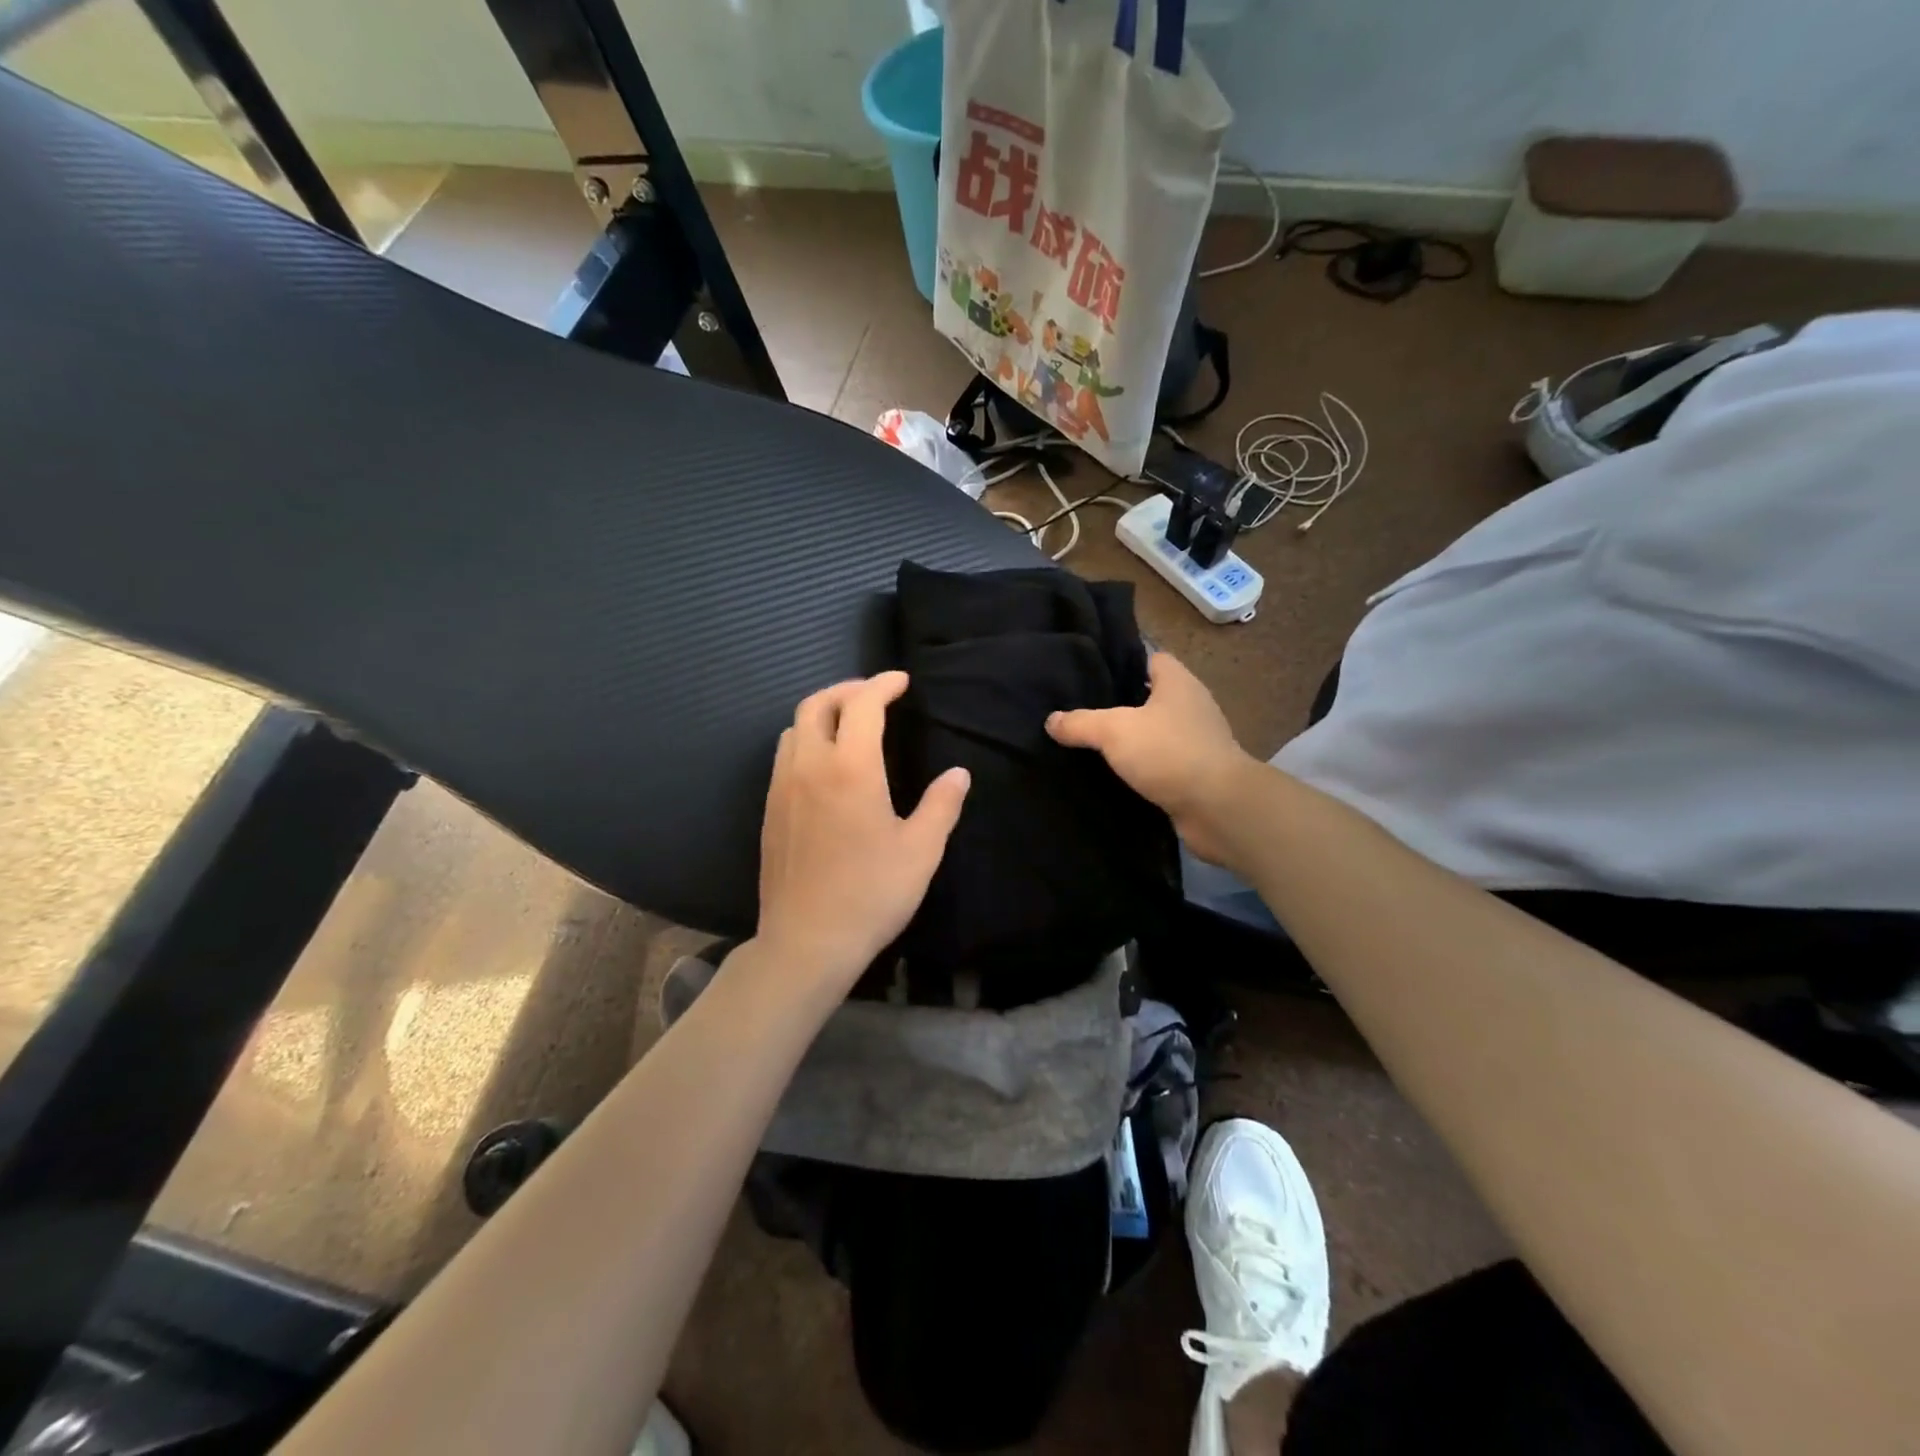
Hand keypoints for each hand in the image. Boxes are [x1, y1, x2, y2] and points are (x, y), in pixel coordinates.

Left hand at [756, 672, 969, 994]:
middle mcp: (809, 767)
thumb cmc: (871, 894)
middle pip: (817, 704)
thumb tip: (959, 773)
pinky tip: (825, 766)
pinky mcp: (769, 810)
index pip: (862, 704)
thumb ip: (942, 805)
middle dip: (847, 690)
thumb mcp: (921, 851)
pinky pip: (784, 756)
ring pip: (794, 728)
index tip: (901, 681)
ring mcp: (782, 788)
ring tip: (849, 725)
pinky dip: (806, 740)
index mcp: (850, 769)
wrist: (806, 941)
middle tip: (875, 696)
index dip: (883, 684)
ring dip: (822, 714)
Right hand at [1046, 651, 1257, 864]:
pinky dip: (1143, 769)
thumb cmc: (1169, 752)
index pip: (1151, 658)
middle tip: (1081, 711)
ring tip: (1092, 745)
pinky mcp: (1196, 774)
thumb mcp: (1114, 730)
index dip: (1124, 663)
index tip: (1092, 675)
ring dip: (1132, 741)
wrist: (1218, 807)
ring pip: (1156, 733)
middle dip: (1121, 704)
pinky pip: (1161, 764)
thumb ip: (1080, 722)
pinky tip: (1115, 776)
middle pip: (1151, 696)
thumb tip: (1051, 720)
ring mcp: (1197, 742)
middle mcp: (1192, 707)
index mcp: (1179, 683)